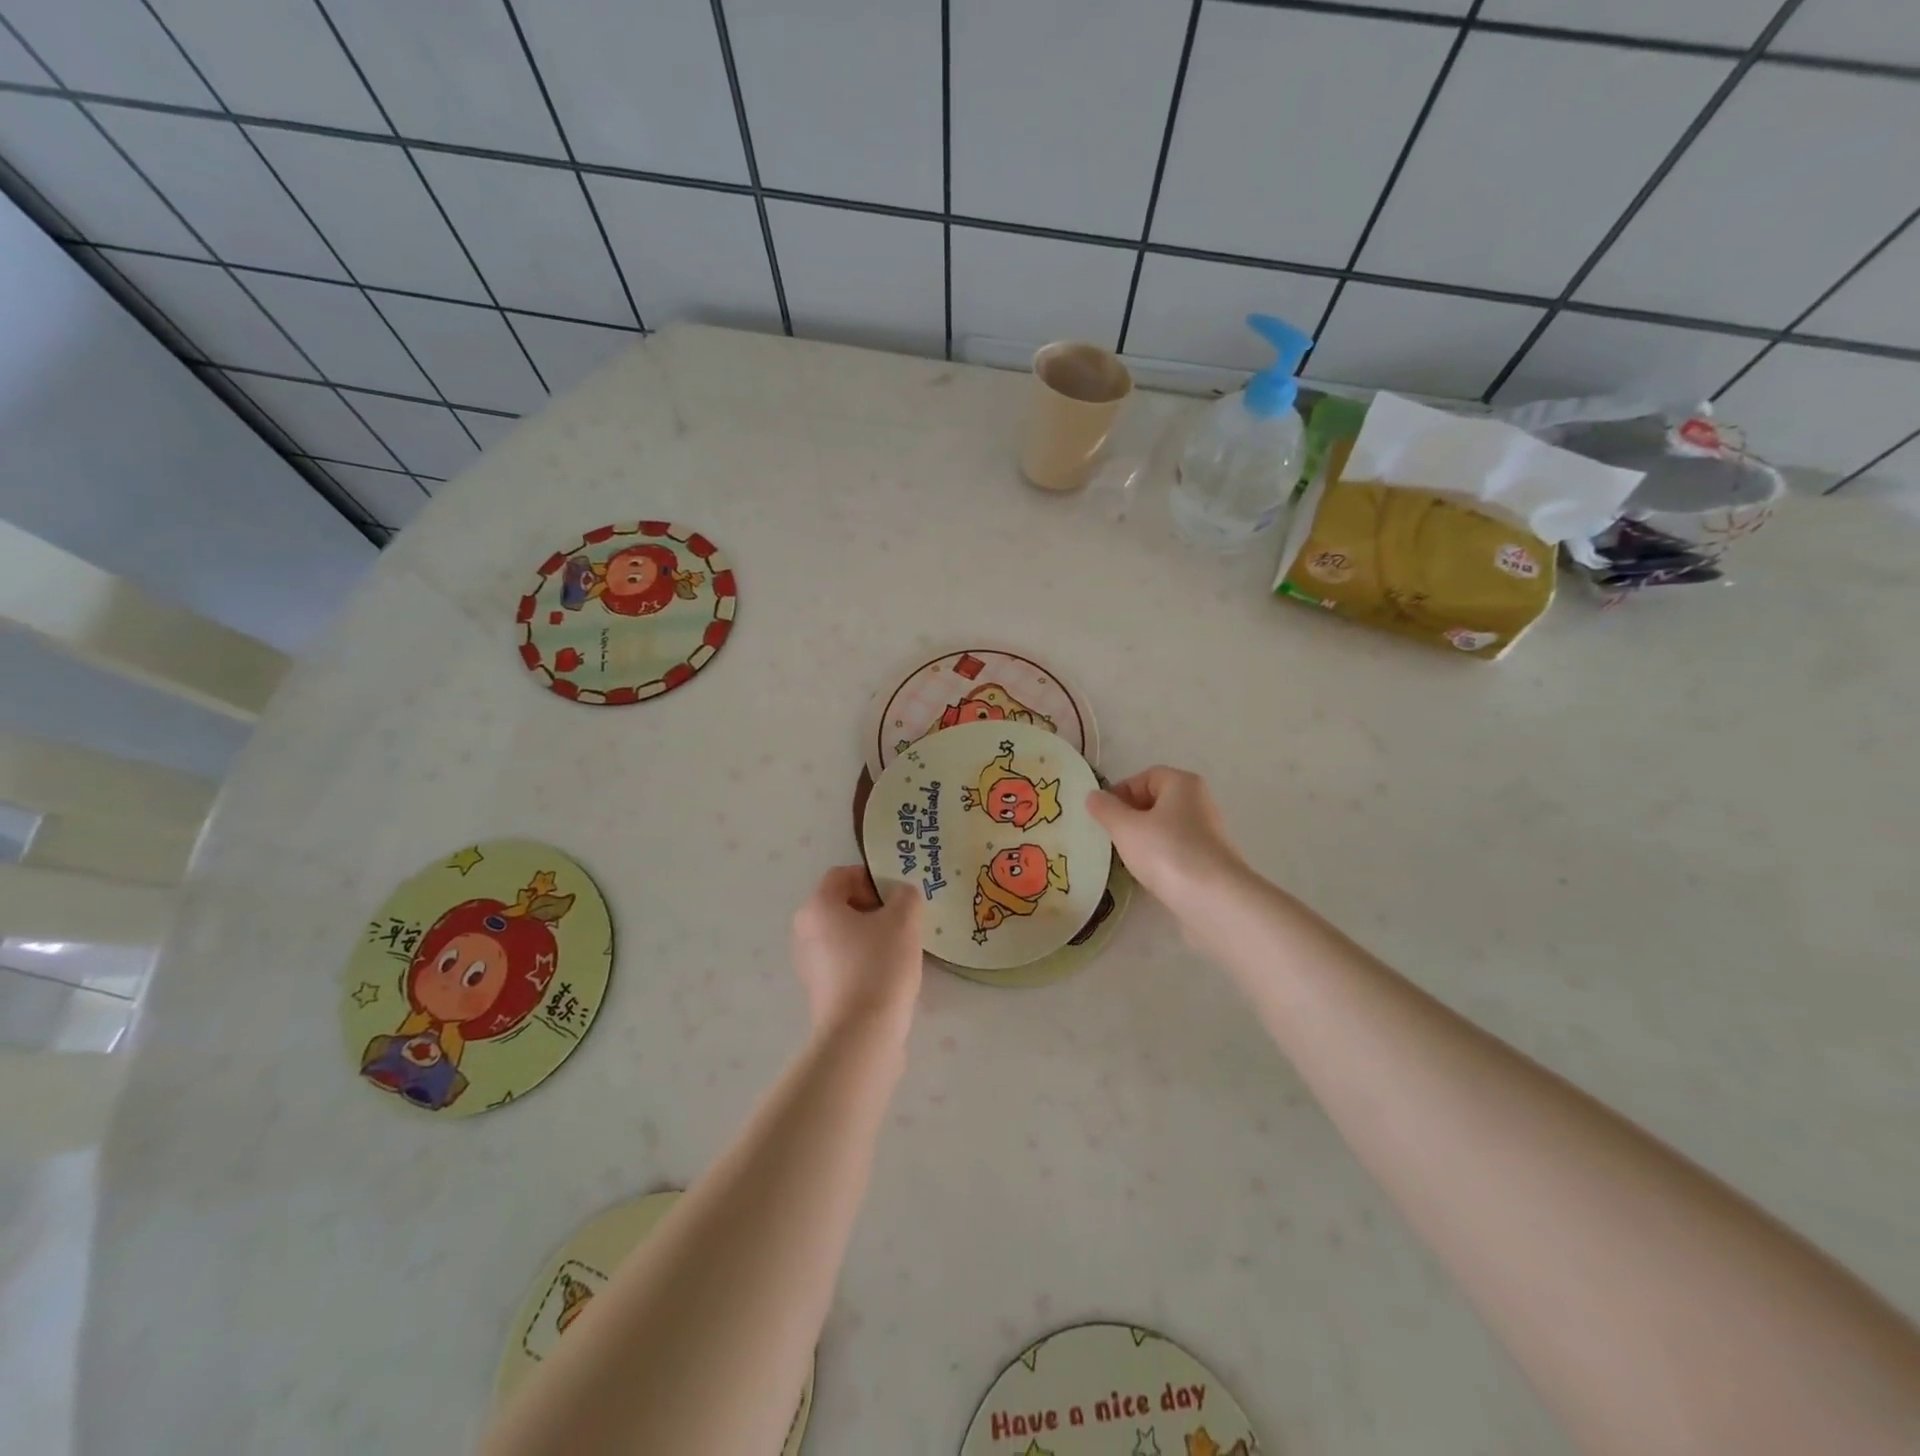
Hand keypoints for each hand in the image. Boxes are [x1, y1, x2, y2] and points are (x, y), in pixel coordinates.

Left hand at [790, 866, 922, 1038]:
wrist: (861, 1034)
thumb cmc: (879, 965)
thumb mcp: (904, 920)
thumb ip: (905, 896)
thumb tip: (900, 896)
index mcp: (817, 906)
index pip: (842, 875)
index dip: (872, 878)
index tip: (897, 898)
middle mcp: (804, 930)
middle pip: (841, 904)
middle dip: (873, 907)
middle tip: (902, 921)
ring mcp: (808, 962)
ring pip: (843, 934)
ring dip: (870, 934)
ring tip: (899, 950)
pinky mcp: (818, 989)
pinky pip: (842, 960)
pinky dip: (863, 959)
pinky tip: (887, 974)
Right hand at [1087, 767, 1249, 915]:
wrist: (1214, 900)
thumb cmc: (1166, 852)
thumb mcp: (1125, 828)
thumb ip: (1105, 809)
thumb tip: (1093, 796)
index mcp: (1183, 784)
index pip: (1146, 776)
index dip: (1121, 791)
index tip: (1104, 815)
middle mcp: (1200, 802)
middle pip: (1157, 801)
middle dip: (1131, 816)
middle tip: (1112, 836)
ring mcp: (1208, 833)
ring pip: (1166, 828)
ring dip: (1144, 839)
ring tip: (1127, 858)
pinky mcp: (1210, 861)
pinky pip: (1177, 850)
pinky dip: (1160, 858)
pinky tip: (1149, 874)